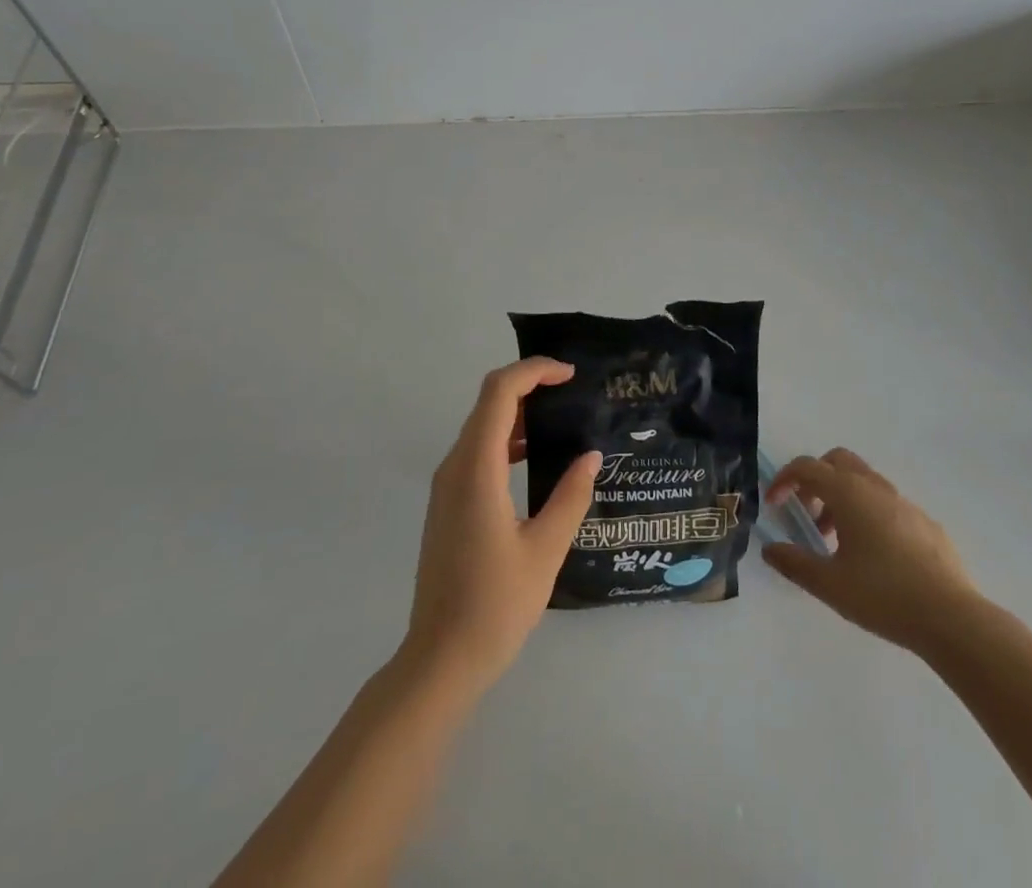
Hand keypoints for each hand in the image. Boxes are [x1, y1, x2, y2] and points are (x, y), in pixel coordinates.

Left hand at [403, 358, 599, 693]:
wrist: (440, 659)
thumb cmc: (496, 605)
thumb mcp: (546, 549)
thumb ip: (571, 496)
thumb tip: (590, 455)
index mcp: (477, 469)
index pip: (499, 393)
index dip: (534, 372)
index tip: (570, 375)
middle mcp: (455, 467)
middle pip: (488, 402)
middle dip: (529, 386)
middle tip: (572, 392)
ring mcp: (447, 486)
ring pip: (481, 427)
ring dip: (519, 413)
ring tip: (561, 419)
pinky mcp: (448, 504)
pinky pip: (477, 453)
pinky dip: (507, 440)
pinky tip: (537, 458)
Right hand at [762, 448, 980, 654]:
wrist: (952, 618)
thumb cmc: (883, 595)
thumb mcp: (829, 584)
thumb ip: (794, 563)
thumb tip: (770, 549)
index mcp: (849, 493)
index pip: (807, 467)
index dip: (784, 480)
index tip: (773, 504)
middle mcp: (875, 487)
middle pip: (837, 461)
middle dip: (815, 479)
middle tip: (807, 512)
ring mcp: (905, 503)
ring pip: (864, 482)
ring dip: (842, 499)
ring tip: (836, 541)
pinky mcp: (926, 523)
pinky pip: (888, 505)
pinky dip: (869, 515)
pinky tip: (874, 556)